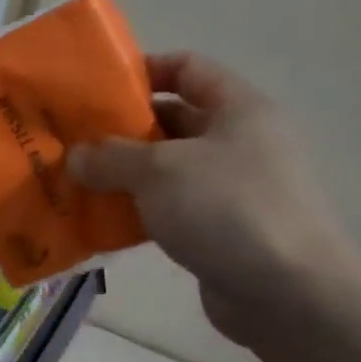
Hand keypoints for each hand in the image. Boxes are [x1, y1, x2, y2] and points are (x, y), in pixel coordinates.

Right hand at [67, 52, 360, 345]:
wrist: (287, 292)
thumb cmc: (227, 209)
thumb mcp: (159, 171)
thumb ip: (111, 157)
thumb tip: (76, 156)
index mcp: (238, 110)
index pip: (189, 68)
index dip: (145, 70)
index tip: (98, 89)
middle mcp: (239, 143)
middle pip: (173, 120)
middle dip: (123, 130)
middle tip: (74, 142)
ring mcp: (232, 189)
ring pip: (167, 170)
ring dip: (124, 175)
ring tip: (77, 182)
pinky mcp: (220, 230)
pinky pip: (169, 209)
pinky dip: (137, 212)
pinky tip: (100, 222)